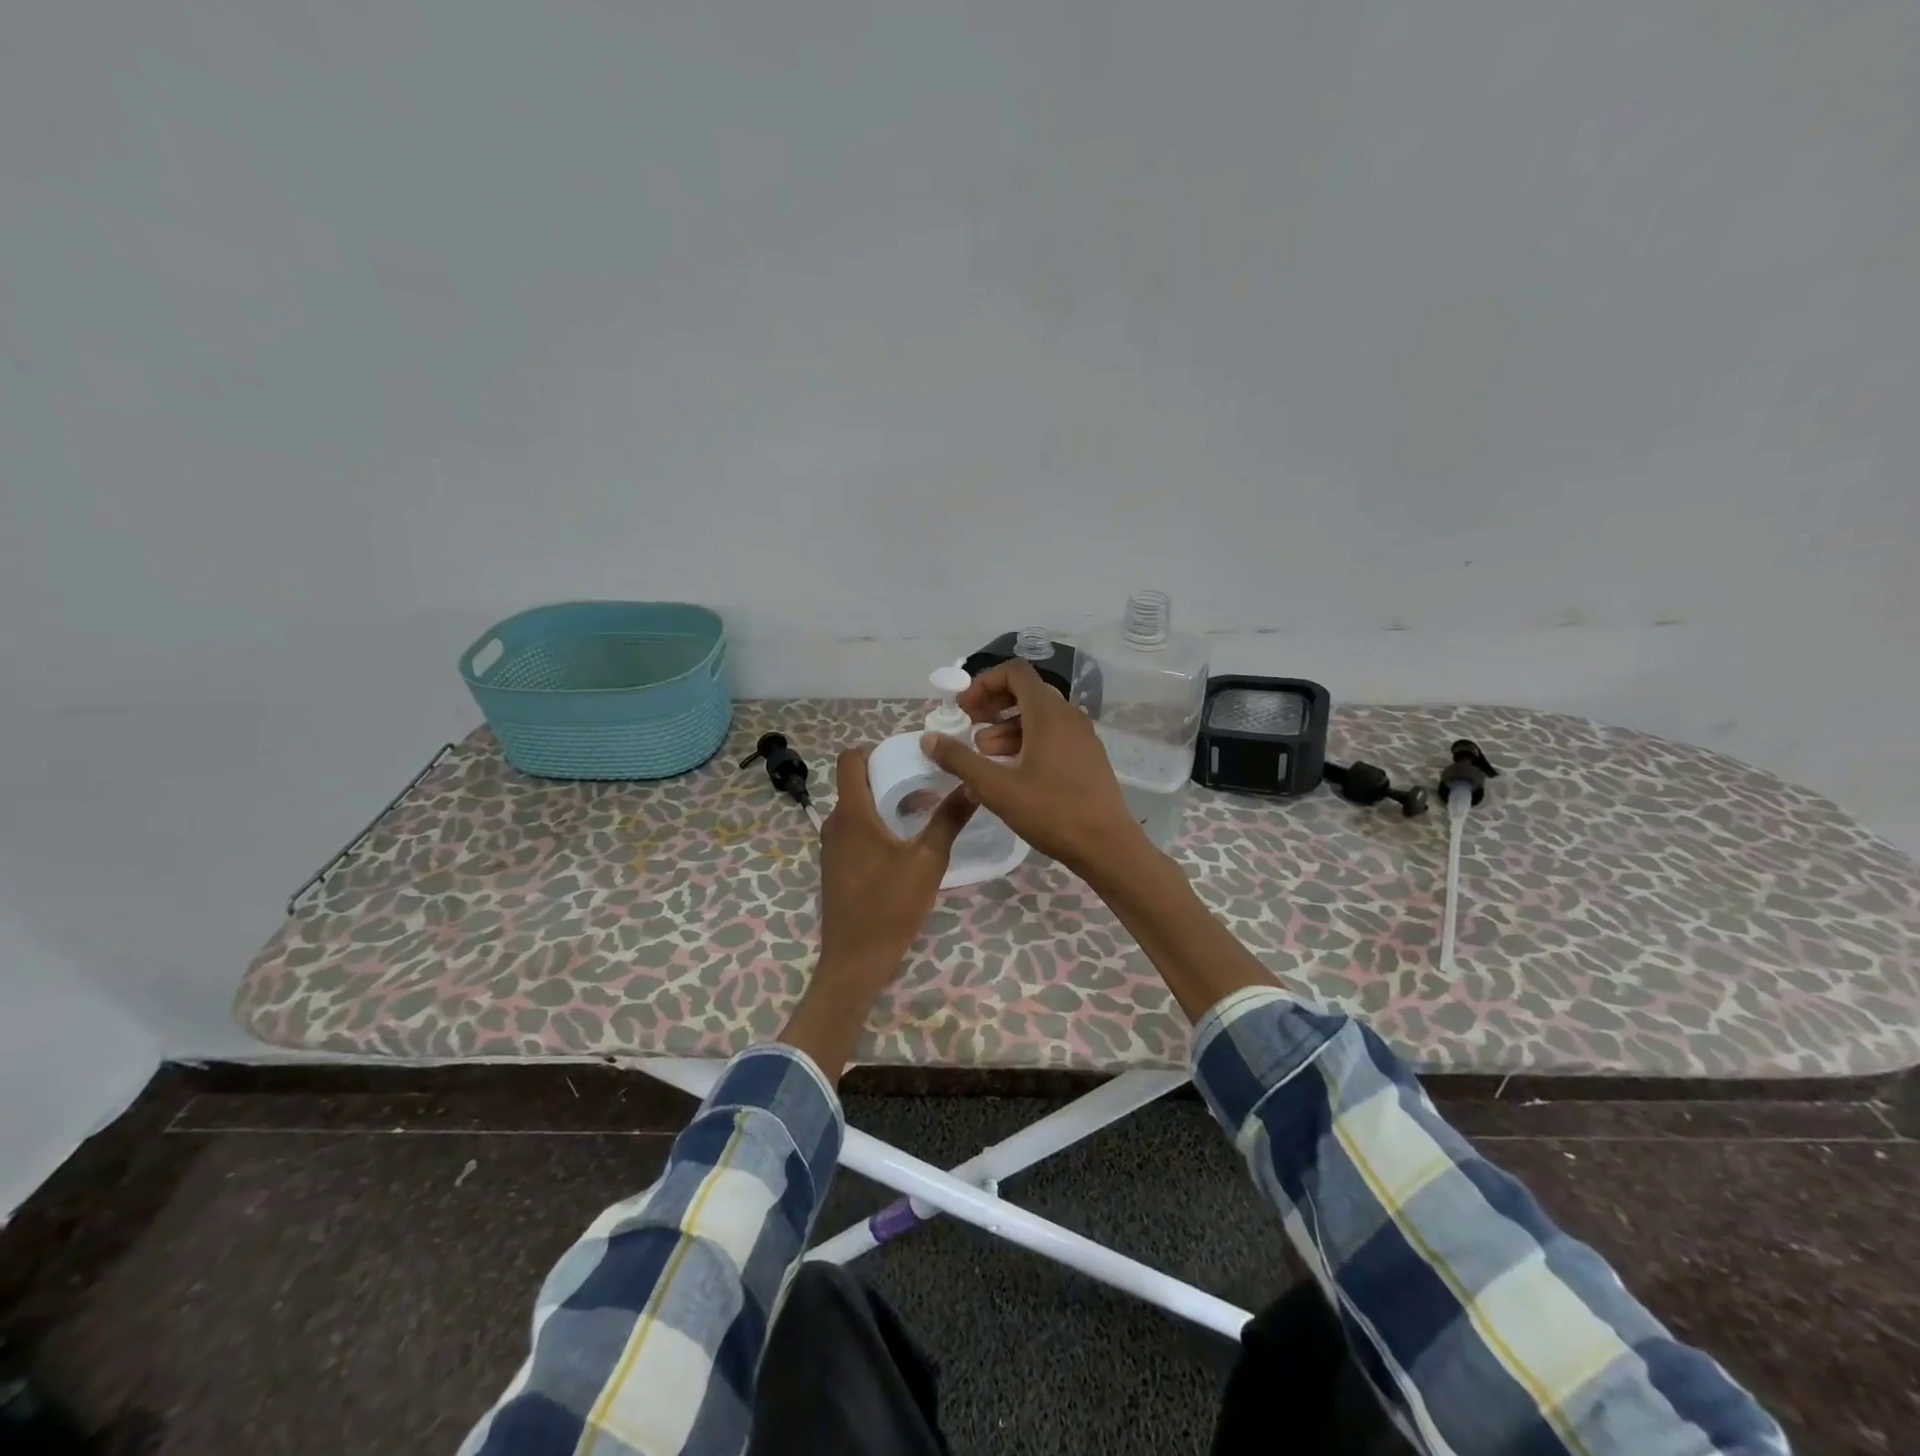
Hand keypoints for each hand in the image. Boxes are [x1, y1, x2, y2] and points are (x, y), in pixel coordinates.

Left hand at [779, 746, 976, 1079]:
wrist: (855, 960)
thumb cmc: (890, 906)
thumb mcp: (928, 862)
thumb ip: (949, 820)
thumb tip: (973, 784)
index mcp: (852, 813)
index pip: (849, 759)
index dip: (875, 749)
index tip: (908, 755)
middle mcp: (835, 823)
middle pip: (855, 782)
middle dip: (888, 775)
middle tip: (926, 781)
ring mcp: (832, 846)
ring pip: (856, 807)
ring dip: (884, 801)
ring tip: (922, 810)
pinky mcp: (836, 866)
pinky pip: (854, 829)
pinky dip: (876, 823)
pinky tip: (904, 841)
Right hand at [919, 658, 1148, 878]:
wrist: (1108, 847)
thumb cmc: (1051, 812)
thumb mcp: (997, 788)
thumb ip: (960, 760)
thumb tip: (929, 739)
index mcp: (1048, 713)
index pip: (1015, 672)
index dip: (984, 683)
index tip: (963, 708)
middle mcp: (1068, 716)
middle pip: (1026, 693)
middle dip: (993, 706)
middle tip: (968, 728)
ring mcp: (1082, 737)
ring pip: (1039, 717)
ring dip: (1007, 728)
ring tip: (984, 755)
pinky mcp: (1087, 757)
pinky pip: (1053, 736)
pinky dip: (1027, 742)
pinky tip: (1011, 773)